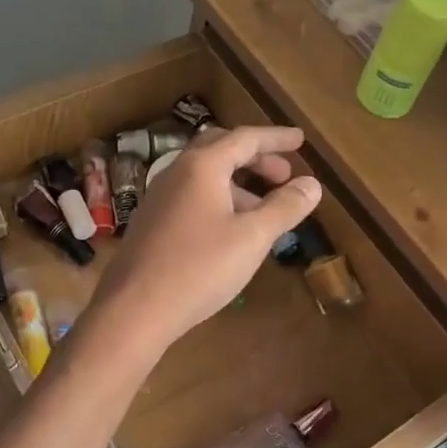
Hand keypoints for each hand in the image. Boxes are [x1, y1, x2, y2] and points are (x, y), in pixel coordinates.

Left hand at [86, 126, 320, 358]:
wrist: (133, 309)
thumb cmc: (199, 268)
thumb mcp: (252, 238)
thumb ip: (284, 208)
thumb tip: (312, 184)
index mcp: (202, 166)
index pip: (244, 138)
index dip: (275, 138)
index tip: (300, 140)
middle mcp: (177, 172)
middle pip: (220, 150)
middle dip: (255, 157)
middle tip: (283, 174)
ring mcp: (160, 197)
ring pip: (206, 175)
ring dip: (238, 182)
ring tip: (265, 208)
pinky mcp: (153, 222)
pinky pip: (193, 196)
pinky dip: (220, 199)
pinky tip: (232, 230)